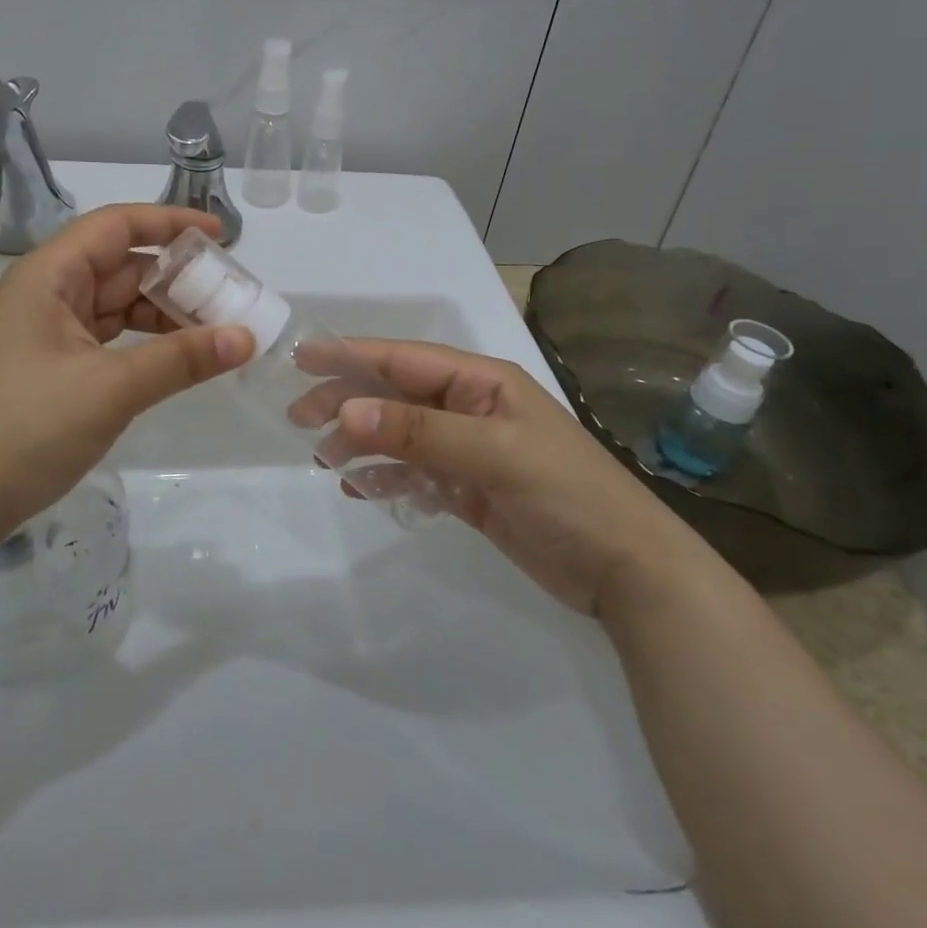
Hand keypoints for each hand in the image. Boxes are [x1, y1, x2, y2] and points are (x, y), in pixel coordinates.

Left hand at [0, 205, 253, 547]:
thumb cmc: (25, 428)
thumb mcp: (110, 389)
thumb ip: (180, 359)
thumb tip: (246, 337)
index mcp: (47, 277)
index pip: (115, 227)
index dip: (169, 222)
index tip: (219, 236)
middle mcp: (43, 294)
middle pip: (118, 266)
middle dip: (174, 277)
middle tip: (229, 295)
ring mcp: (42, 333)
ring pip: (113, 305)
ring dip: (160, 313)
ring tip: (212, 330)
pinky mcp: (46, 368)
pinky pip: (103, 339)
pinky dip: (140, 343)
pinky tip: (172, 358)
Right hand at [329, 341, 704, 617]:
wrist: (626, 571)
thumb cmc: (566, 494)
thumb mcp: (494, 454)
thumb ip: (419, 432)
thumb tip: (345, 412)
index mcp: (482, 382)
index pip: (404, 360)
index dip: (352, 356)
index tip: (302, 358)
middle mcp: (471, 408)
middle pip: (396, 396)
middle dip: (349, 403)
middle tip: (299, 420)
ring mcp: (469, 450)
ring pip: (400, 436)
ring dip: (363, 444)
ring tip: (325, 460)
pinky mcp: (469, 489)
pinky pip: (414, 474)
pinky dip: (387, 478)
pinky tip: (361, 489)